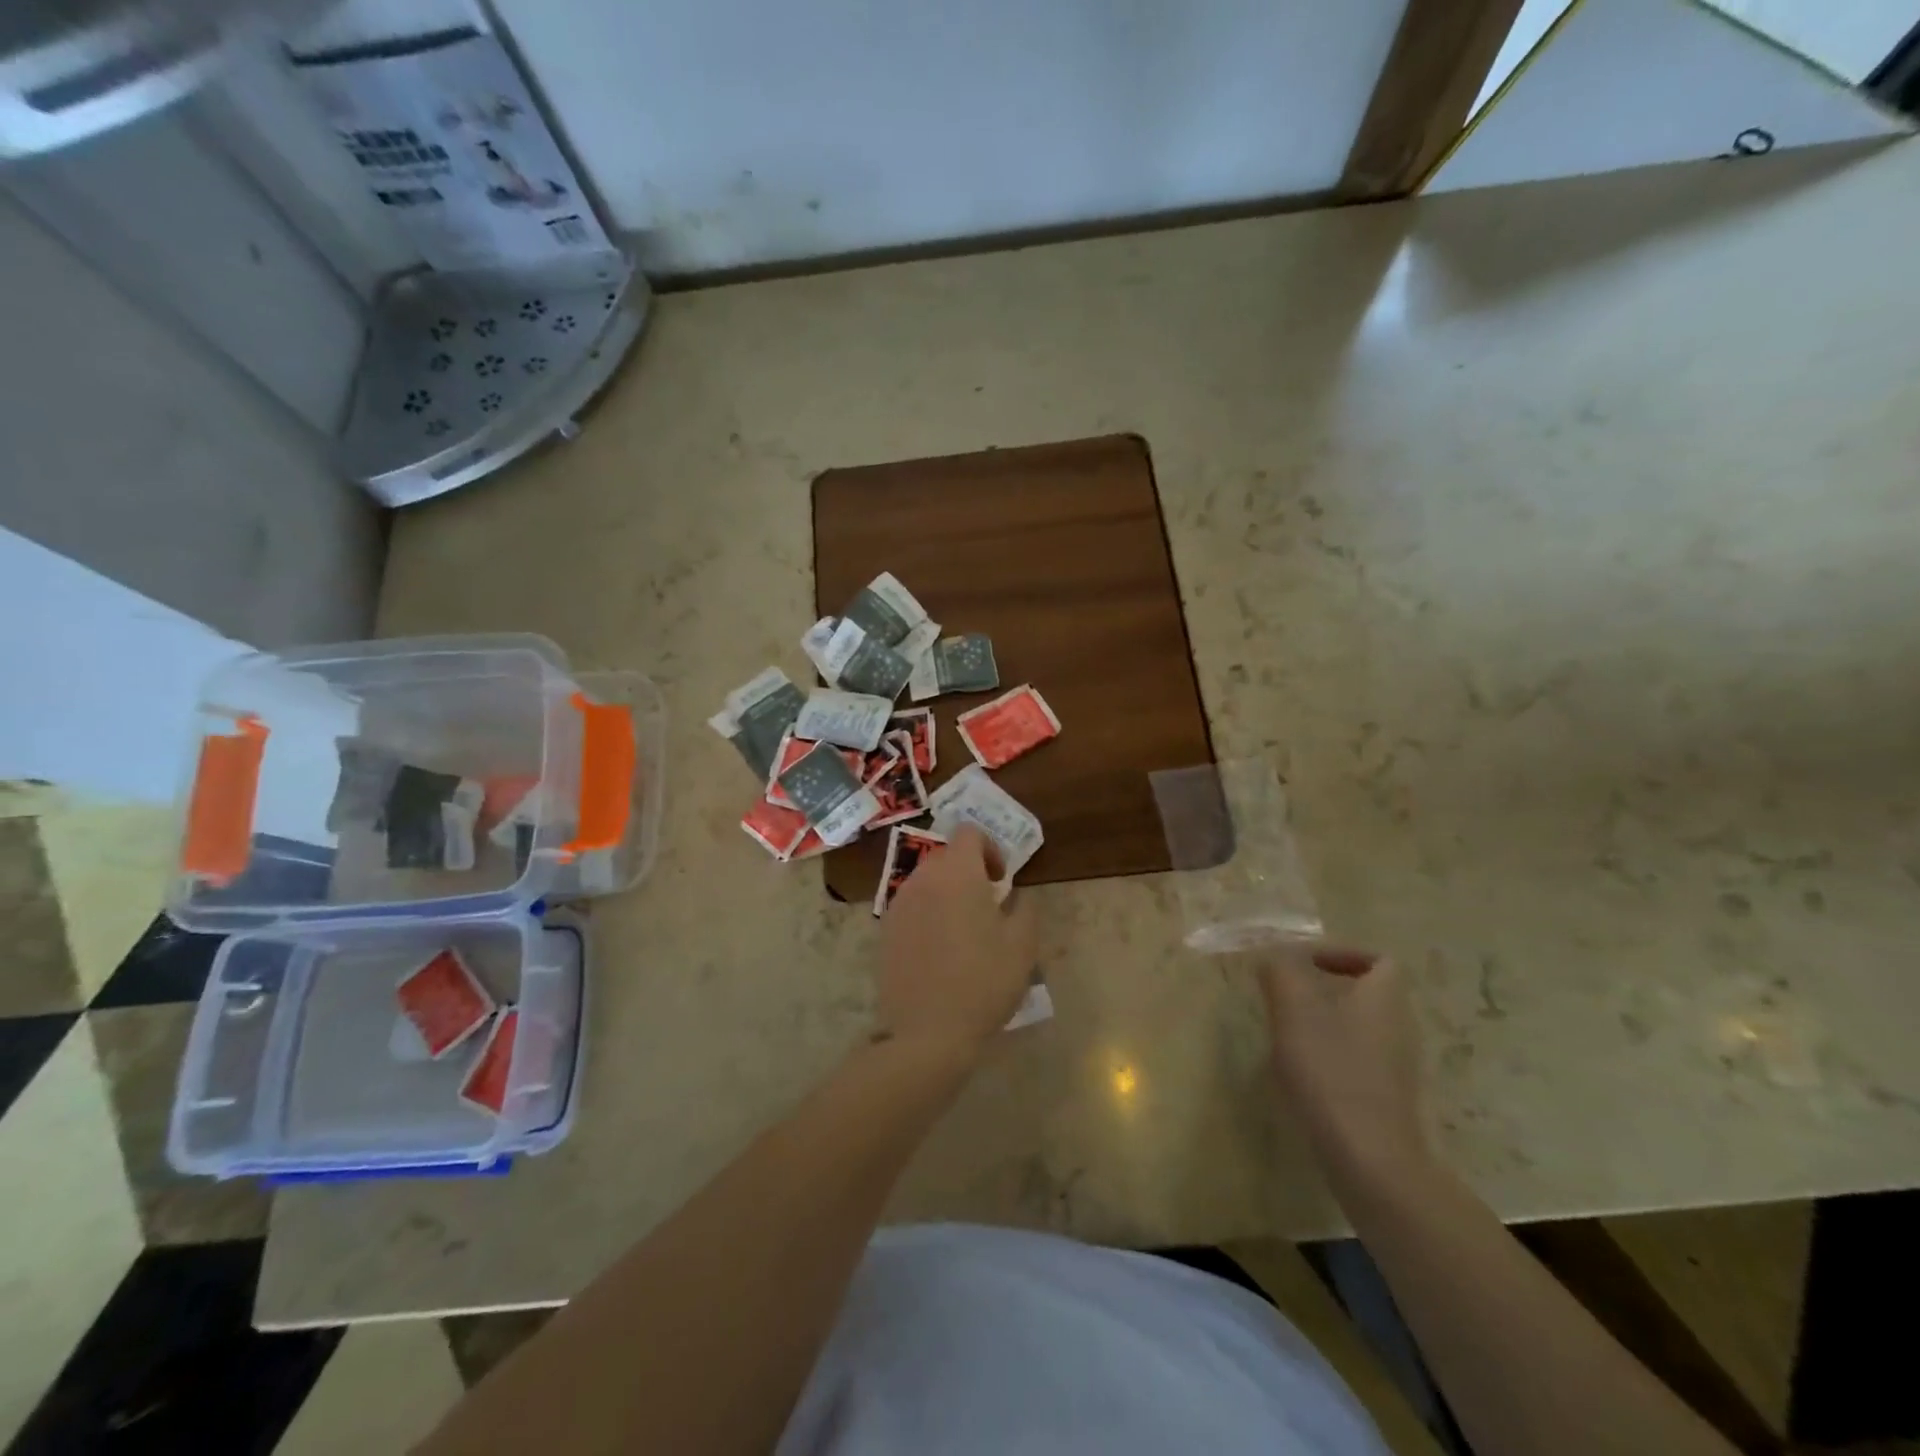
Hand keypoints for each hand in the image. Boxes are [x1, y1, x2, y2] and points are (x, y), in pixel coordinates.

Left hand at [877, 826, 1035, 1056]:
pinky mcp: (885, 931)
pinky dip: (927, 915)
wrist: (928, 1033)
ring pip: (926, 882)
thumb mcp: (1021, 945)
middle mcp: (922, 879)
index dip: (990, 848)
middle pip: (946, 856)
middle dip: (968, 872)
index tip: (1001, 880)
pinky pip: (911, 907)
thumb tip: (1015, 895)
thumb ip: (1024, 908)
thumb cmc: (983, 982)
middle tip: (987, 905)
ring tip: (964, 930)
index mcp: (956, 874)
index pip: (969, 833)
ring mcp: (898, 905)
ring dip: (946, 893)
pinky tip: (939, 951)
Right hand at [1258, 946, 1430, 1189]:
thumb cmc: (1331, 1069)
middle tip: (1285, 996)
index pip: (1379, 960)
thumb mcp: (1293, 1006)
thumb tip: (1273, 954)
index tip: (1304, 964)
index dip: (1342, 953)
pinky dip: (1330, 1057)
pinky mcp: (1387, 1100)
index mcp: (1385, 997)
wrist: (1370, 1158)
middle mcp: (1400, 1027)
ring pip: (1360, 1028)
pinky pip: (1358, 1061)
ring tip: (1286, 1033)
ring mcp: (1397, 1067)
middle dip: (1324, 989)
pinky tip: (1301, 1073)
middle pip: (1367, 993)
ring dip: (1324, 1023)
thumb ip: (1280, 969)